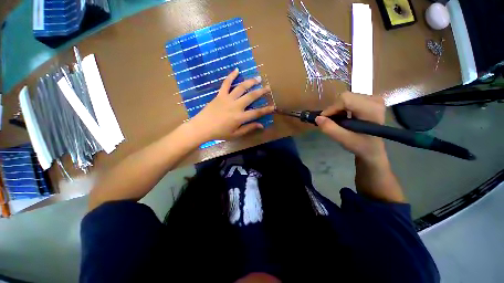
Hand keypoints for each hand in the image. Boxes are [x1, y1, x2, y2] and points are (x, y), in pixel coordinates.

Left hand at [189, 68, 274, 140]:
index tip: (273, 107)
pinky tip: (236, 70)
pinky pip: (226, 83)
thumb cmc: (219, 133)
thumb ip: (248, 128)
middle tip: (267, 87)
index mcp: (240, 117)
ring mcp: (227, 98)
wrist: (202, 127)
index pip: (256, 113)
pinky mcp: (220, 95)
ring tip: (258, 78)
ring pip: (241, 87)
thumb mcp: (235, 134)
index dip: (266, 110)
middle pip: (251, 96)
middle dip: (261, 92)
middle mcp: (235, 106)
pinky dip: (231, 76)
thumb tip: (261, 125)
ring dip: (250, 82)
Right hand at [315, 92, 386, 163]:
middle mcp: (374, 100)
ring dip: (338, 109)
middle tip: (332, 122)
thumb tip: (317, 118)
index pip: (345, 99)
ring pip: (346, 97)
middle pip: (345, 97)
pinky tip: (344, 117)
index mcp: (371, 109)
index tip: (324, 120)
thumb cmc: (360, 145)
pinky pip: (350, 99)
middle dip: (334, 109)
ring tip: (338, 121)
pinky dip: (342, 108)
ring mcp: (373, 98)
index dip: (331, 109)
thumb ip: (330, 129)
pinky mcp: (370, 100)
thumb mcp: (343, 140)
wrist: (373, 148)